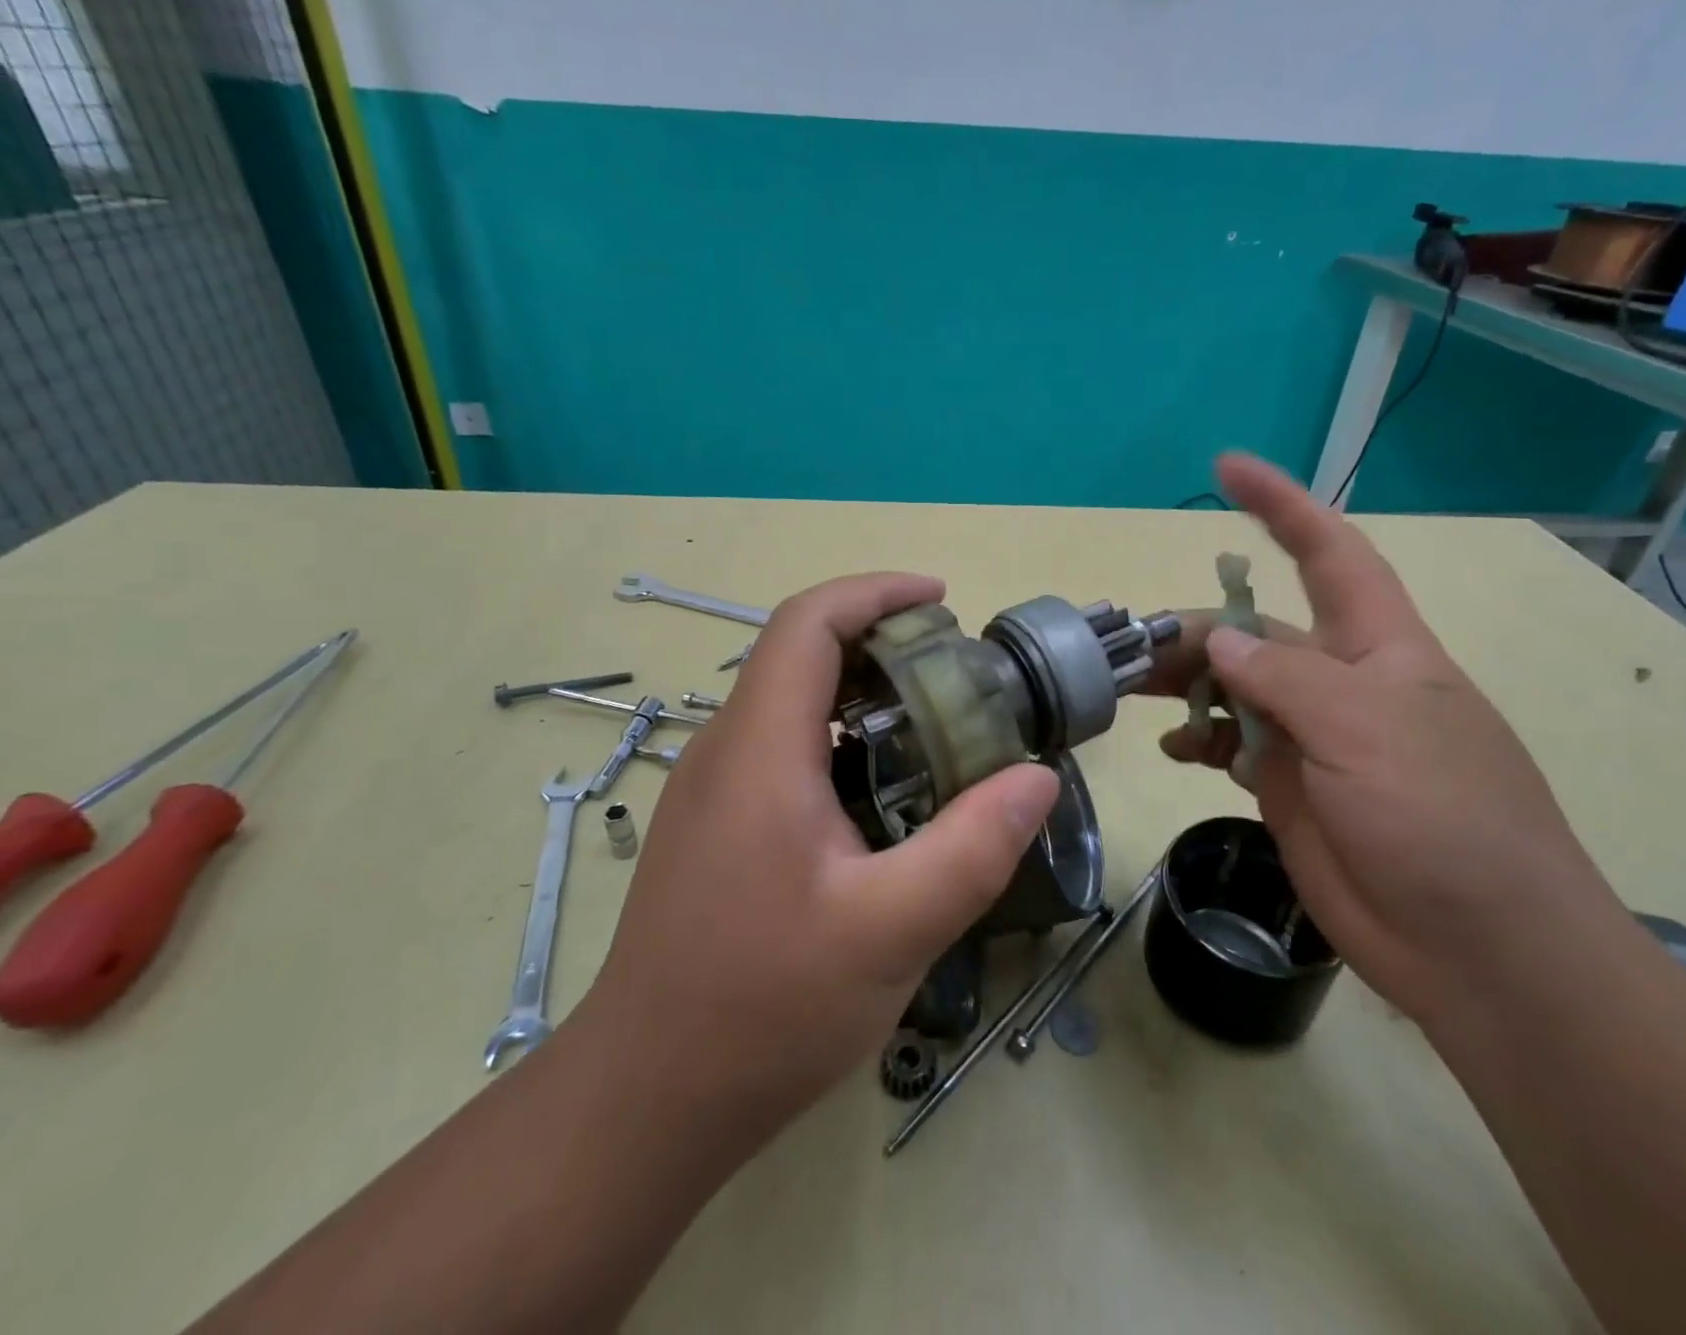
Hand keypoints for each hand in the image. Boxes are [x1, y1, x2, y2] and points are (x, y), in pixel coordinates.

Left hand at [580, 573, 1058, 1148]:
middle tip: (955, 671)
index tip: (941, 601)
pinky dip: (839, 735)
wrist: (649, 1094)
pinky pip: (780, 745)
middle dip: (879, 638)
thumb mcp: (892, 930)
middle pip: (799, 651)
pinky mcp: (714, 822)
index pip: (808, 622)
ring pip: (790, 699)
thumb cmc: (765, 1008)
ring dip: (860, 689)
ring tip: (933, 724)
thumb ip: (972, 848)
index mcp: (759, 750)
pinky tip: (883, 792)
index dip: (875, 592)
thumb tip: (1036, 778)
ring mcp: (712, 787)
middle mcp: (725, 749)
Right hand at [1148, 454, 1622, 1023]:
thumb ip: (1284, 678)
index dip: (1280, 506)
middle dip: (1197, 630)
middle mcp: (1339, 683)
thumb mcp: (1366, 730)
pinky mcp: (1287, 787)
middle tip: (1133, 649)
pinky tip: (1172, 749)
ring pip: (1233, 689)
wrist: (1476, 950)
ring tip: (1133, 693)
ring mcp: (1311, 737)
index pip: (1328, 553)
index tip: (1225, 468)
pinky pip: (1230, 745)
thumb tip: (1220, 644)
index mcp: (1377, 648)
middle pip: (1255, 632)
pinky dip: (1198, 740)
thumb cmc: (1442, 819)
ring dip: (1185, 685)